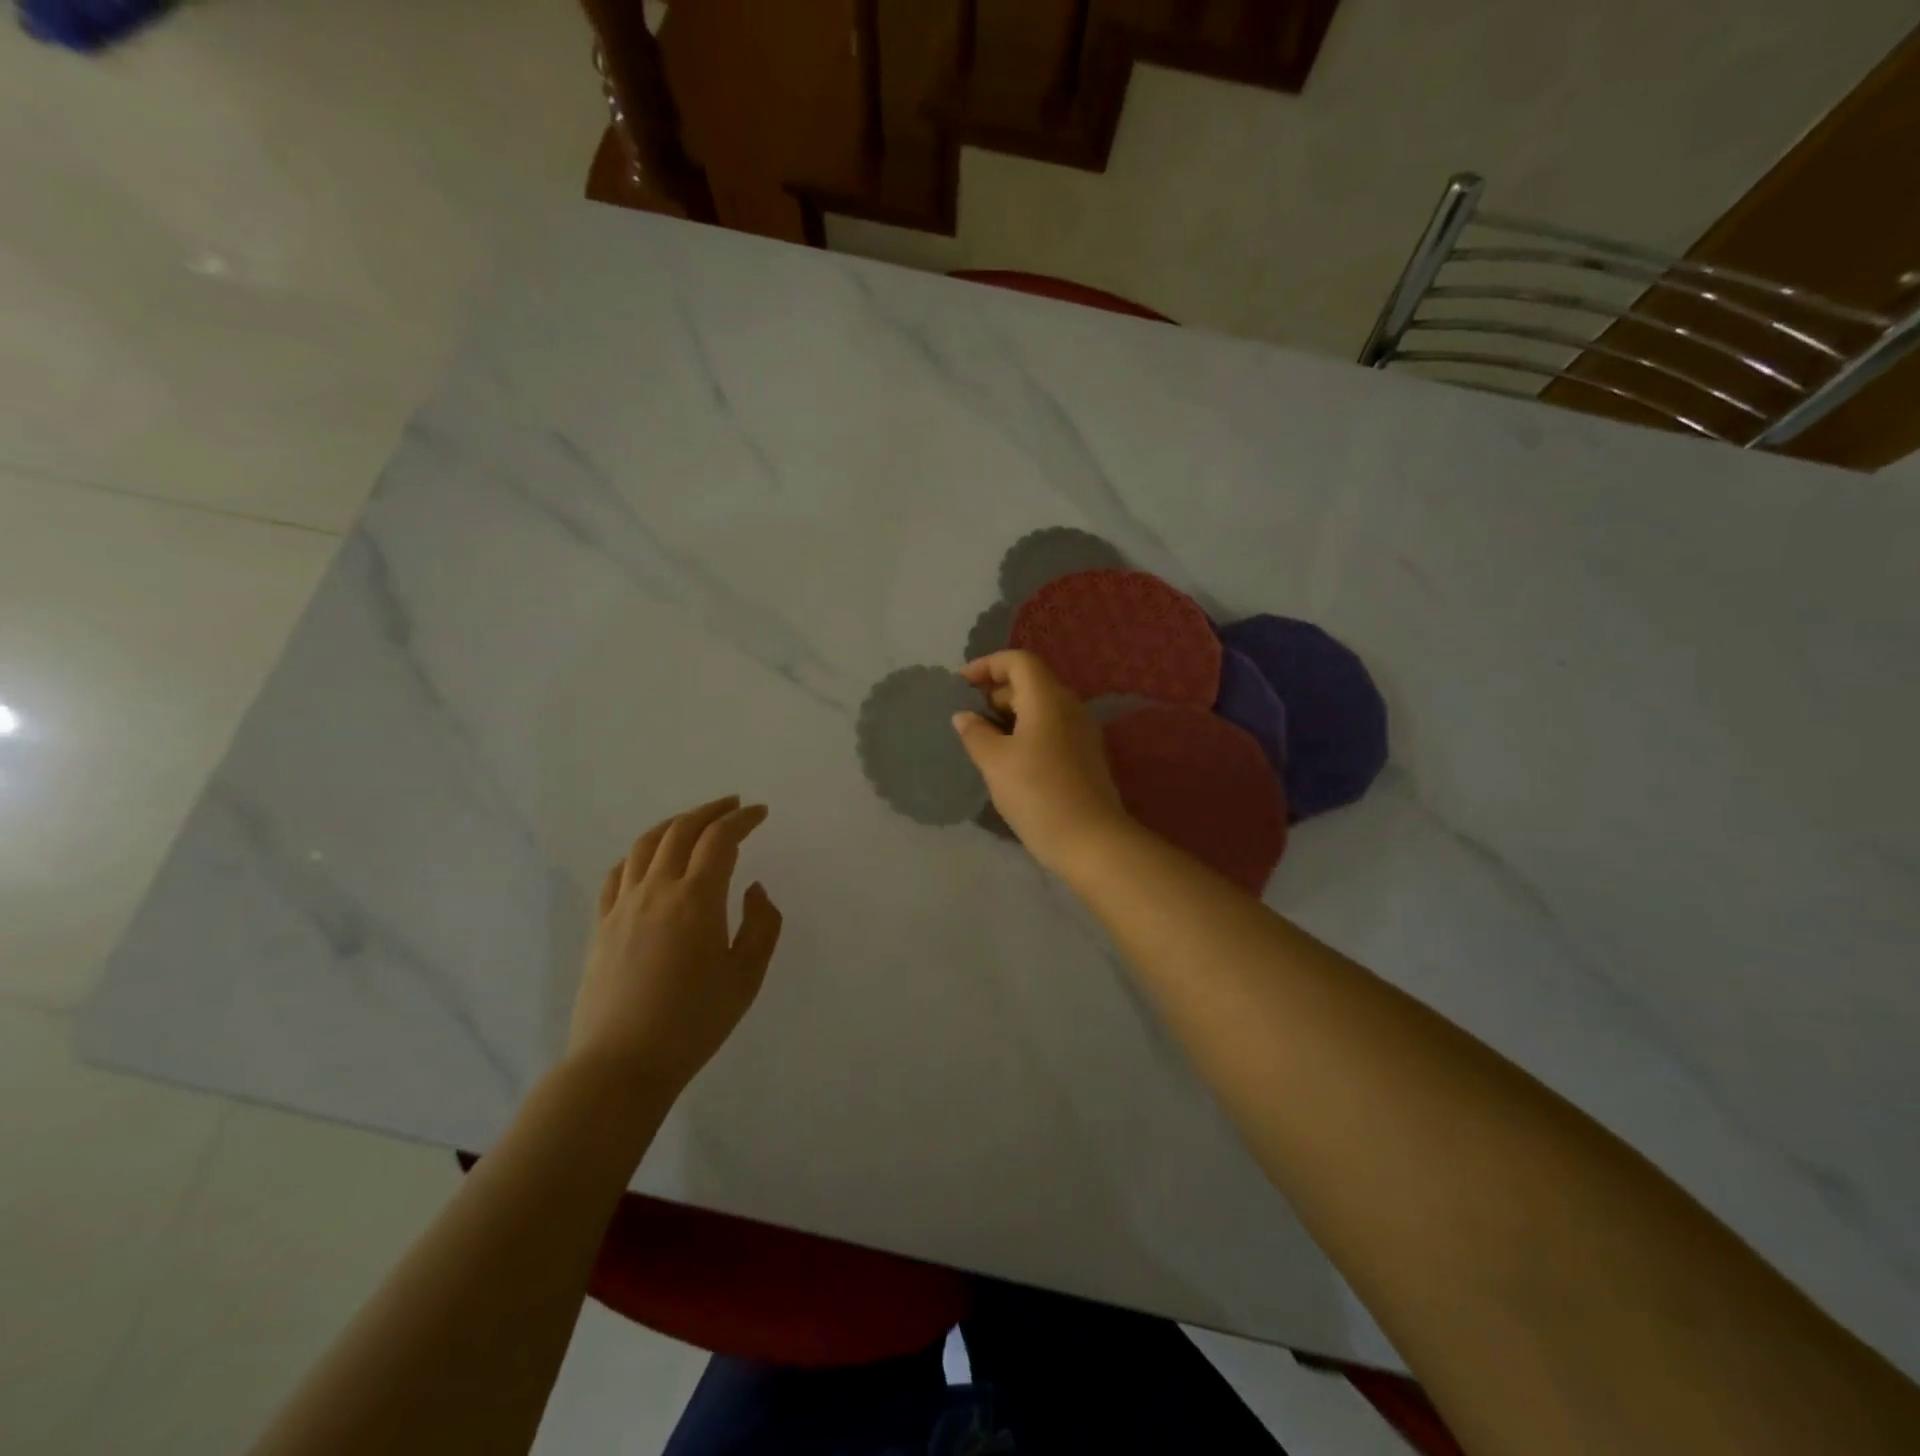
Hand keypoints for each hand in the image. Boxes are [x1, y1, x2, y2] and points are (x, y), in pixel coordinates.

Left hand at [568, 796, 783, 1096]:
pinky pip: (618, 872)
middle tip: (732, 806)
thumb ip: (761, 925)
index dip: (742, 819)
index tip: (760, 812)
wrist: (621, 1064)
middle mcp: (657, 889)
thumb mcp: (747, 976)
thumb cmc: (694, 1021)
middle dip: (710, 811)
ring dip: (674, 824)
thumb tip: (753, 889)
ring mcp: (623, 905)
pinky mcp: (601, 925)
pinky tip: (648, 859)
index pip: (720, 839)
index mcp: (697, 898)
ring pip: (646, 844)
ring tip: (693, 824)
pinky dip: (640, 853)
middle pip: (681, 830)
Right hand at [952, 650, 1130, 869]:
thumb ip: (976, 733)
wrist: (1090, 840)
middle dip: (996, 691)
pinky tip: (1008, 759)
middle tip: (968, 715)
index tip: (961, 684)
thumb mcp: (995, 762)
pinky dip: (1026, 732)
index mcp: (1048, 698)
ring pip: (1041, 708)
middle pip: (1031, 682)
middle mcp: (1069, 706)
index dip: (987, 665)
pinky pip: (1051, 729)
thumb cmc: (1037, 793)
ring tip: (982, 738)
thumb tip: (964, 715)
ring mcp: (1081, 732)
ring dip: (1010, 714)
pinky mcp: (1085, 756)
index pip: (1018, 661)